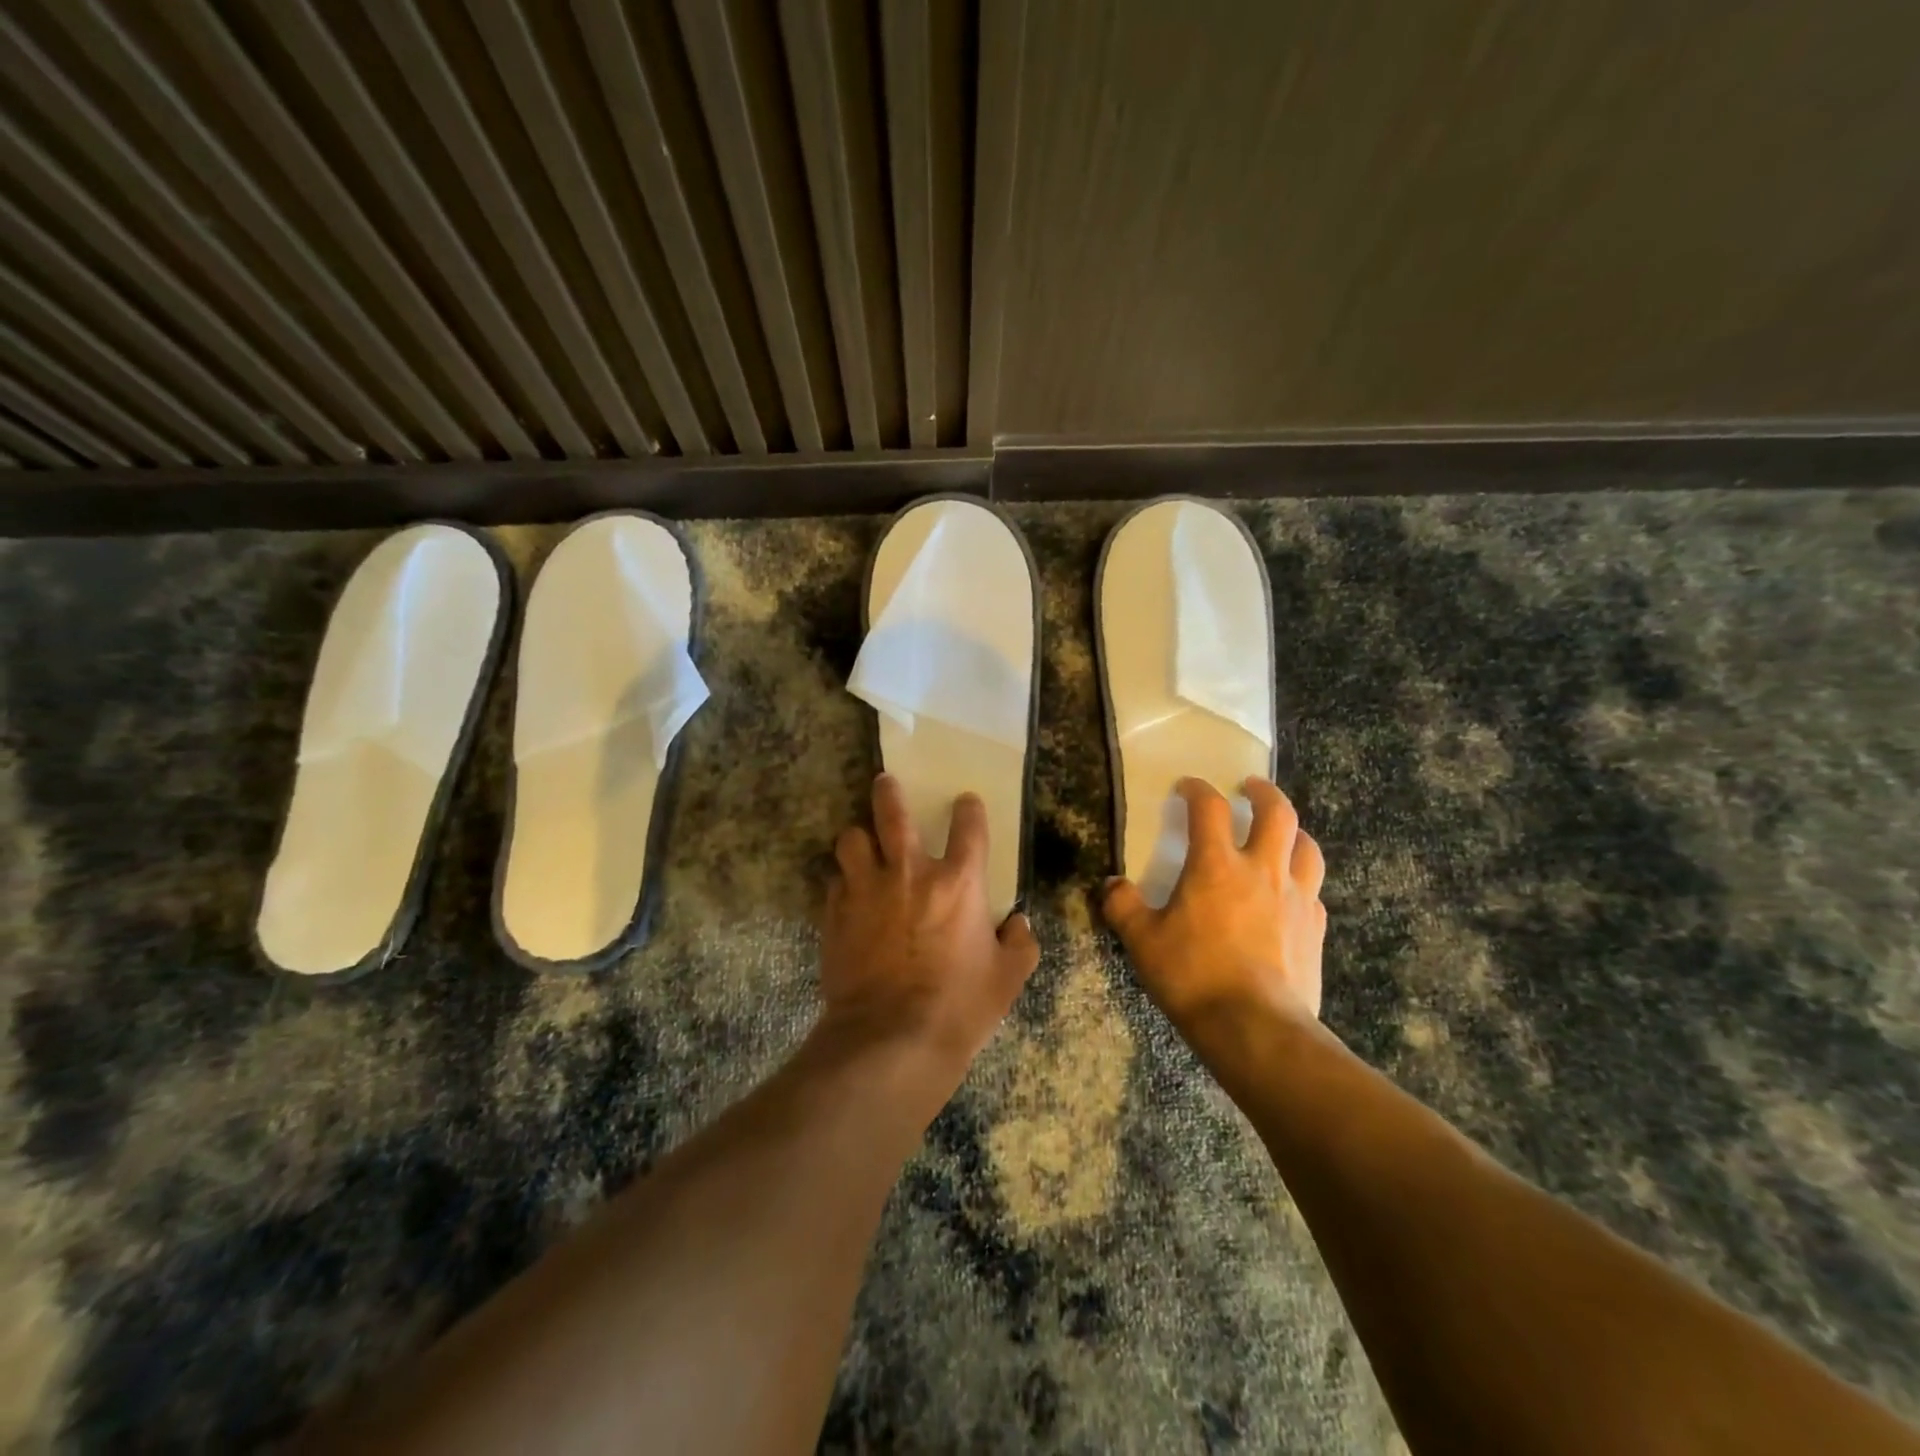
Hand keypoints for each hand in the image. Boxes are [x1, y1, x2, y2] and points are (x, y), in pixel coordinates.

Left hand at [818, 774, 1040, 1100]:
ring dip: (858, 838)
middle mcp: (910, 873)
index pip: (969, 826)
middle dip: (888, 792)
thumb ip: (1020, 944)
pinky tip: (848, 893)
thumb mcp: (1008, 979)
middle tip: (885, 782)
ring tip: (861, 843)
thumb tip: (1019, 924)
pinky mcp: (836, 914)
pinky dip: (843, 881)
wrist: (891, 1039)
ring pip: (851, 840)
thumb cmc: (960, 1007)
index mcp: (958, 882)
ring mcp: (867, 890)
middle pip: (892, 813)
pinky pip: (835, 881)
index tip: (965, 802)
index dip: (968, 809)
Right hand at [1102, 778, 1325, 1028]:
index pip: (1209, 808)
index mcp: (1217, 865)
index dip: (1197, 789)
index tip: (1187, 787)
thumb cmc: (1193, 976)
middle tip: (1250, 788)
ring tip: (1282, 833)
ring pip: (1307, 847)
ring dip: (1294, 831)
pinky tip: (1291, 892)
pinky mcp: (1315, 929)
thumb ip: (1123, 906)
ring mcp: (1296, 898)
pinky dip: (1302, 880)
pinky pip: (1314, 891)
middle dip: (1263, 793)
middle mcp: (1262, 870)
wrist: (1255, 1028)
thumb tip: (1111, 885)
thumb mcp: (1142, 941)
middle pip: (1277, 813)